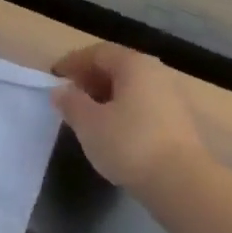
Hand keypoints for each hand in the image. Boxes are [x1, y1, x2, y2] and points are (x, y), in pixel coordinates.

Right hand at [52, 42, 204, 192]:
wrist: (178, 180)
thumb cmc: (128, 143)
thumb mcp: (88, 123)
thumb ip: (71, 103)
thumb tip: (61, 90)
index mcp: (134, 65)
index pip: (98, 53)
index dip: (73, 62)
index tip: (53, 76)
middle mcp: (156, 73)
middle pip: (117, 67)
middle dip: (89, 78)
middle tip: (68, 96)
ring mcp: (170, 97)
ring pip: (130, 88)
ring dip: (105, 96)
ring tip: (85, 115)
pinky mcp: (176, 121)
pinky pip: (141, 105)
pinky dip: (121, 110)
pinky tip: (110, 130)